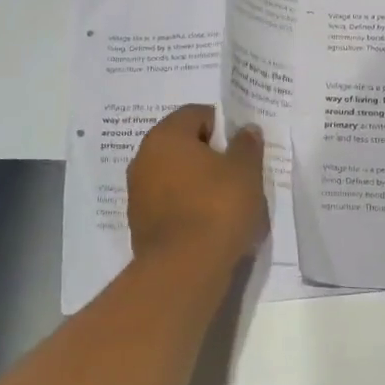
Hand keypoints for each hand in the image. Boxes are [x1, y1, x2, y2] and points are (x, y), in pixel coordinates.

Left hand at [126, 104, 267, 267]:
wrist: (184, 271)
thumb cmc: (217, 207)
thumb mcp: (245, 171)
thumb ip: (246, 145)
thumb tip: (246, 130)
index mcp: (165, 135)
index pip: (197, 114)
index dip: (223, 126)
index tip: (241, 147)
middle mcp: (144, 157)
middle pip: (182, 144)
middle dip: (209, 155)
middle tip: (236, 172)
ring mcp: (137, 192)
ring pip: (174, 175)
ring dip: (196, 182)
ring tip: (225, 201)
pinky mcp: (139, 224)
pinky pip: (168, 203)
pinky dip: (186, 206)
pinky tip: (208, 223)